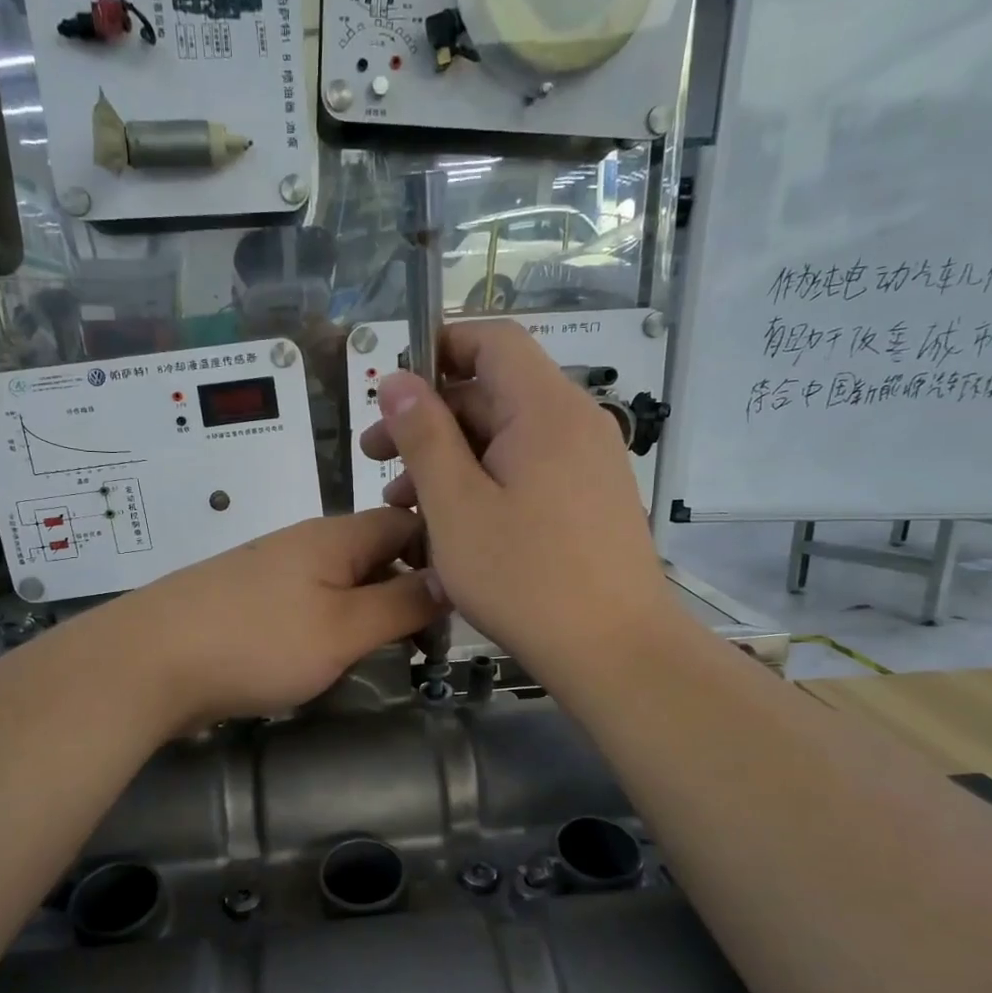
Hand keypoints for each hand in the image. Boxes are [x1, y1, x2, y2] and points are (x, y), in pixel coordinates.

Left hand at [114, 508, 442, 727]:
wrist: (147, 663)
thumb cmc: (257, 642)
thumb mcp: (344, 628)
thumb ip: (400, 604)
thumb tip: (449, 578)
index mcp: (334, 536)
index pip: (406, 522)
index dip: (440, 554)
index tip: (461, 603)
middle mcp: (304, 543)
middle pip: (375, 553)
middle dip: (407, 592)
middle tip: (427, 645)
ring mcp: (271, 571)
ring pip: (341, 582)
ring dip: (370, 613)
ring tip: (386, 656)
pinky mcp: (247, 602)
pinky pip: (308, 604)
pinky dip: (332, 626)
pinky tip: (329, 658)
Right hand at [358, 319, 674, 683]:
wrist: (616, 651)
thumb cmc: (525, 577)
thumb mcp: (456, 506)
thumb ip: (423, 436)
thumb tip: (396, 379)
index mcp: (546, 410)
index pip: (493, 341)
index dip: (439, 349)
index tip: (391, 391)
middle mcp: (575, 424)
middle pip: (495, 393)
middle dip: (429, 419)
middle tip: (376, 460)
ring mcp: (588, 465)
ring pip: (507, 440)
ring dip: (451, 459)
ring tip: (403, 505)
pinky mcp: (590, 501)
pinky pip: (528, 472)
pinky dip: (484, 484)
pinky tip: (451, 526)